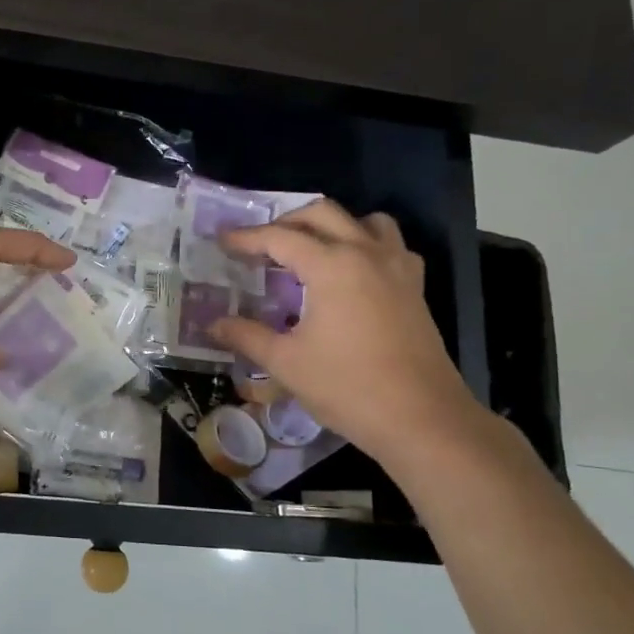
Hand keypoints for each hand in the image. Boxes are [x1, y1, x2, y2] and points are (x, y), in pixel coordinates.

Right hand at [208, 200, 481, 471]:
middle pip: (321, 214)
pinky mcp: (414, 287)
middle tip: (260, 245)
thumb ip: (246, 336)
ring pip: (363, 221)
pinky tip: (350, 274)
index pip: (280, 237)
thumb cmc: (347, 387)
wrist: (421, 419)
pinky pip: (389, 245)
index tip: (221, 242)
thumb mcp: (286, 362)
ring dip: (331, 226)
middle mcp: (366, 253)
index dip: (246, 238)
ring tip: (308, 251)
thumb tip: (212, 324)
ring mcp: (397, 267)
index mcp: (332, 265)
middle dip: (286, 222)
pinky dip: (364, 245)